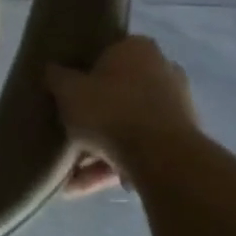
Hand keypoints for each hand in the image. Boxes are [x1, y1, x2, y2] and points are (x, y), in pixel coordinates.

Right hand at [45, 35, 198, 176]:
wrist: (161, 159)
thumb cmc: (109, 110)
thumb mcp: (68, 90)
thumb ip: (57, 77)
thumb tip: (53, 70)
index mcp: (138, 49)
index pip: (108, 52)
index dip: (85, 70)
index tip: (68, 88)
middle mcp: (164, 72)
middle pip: (119, 91)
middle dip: (94, 114)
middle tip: (68, 128)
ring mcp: (177, 108)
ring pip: (128, 125)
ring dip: (99, 147)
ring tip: (70, 171)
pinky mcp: (182, 142)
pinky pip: (139, 151)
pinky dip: (113, 166)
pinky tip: (82, 185)